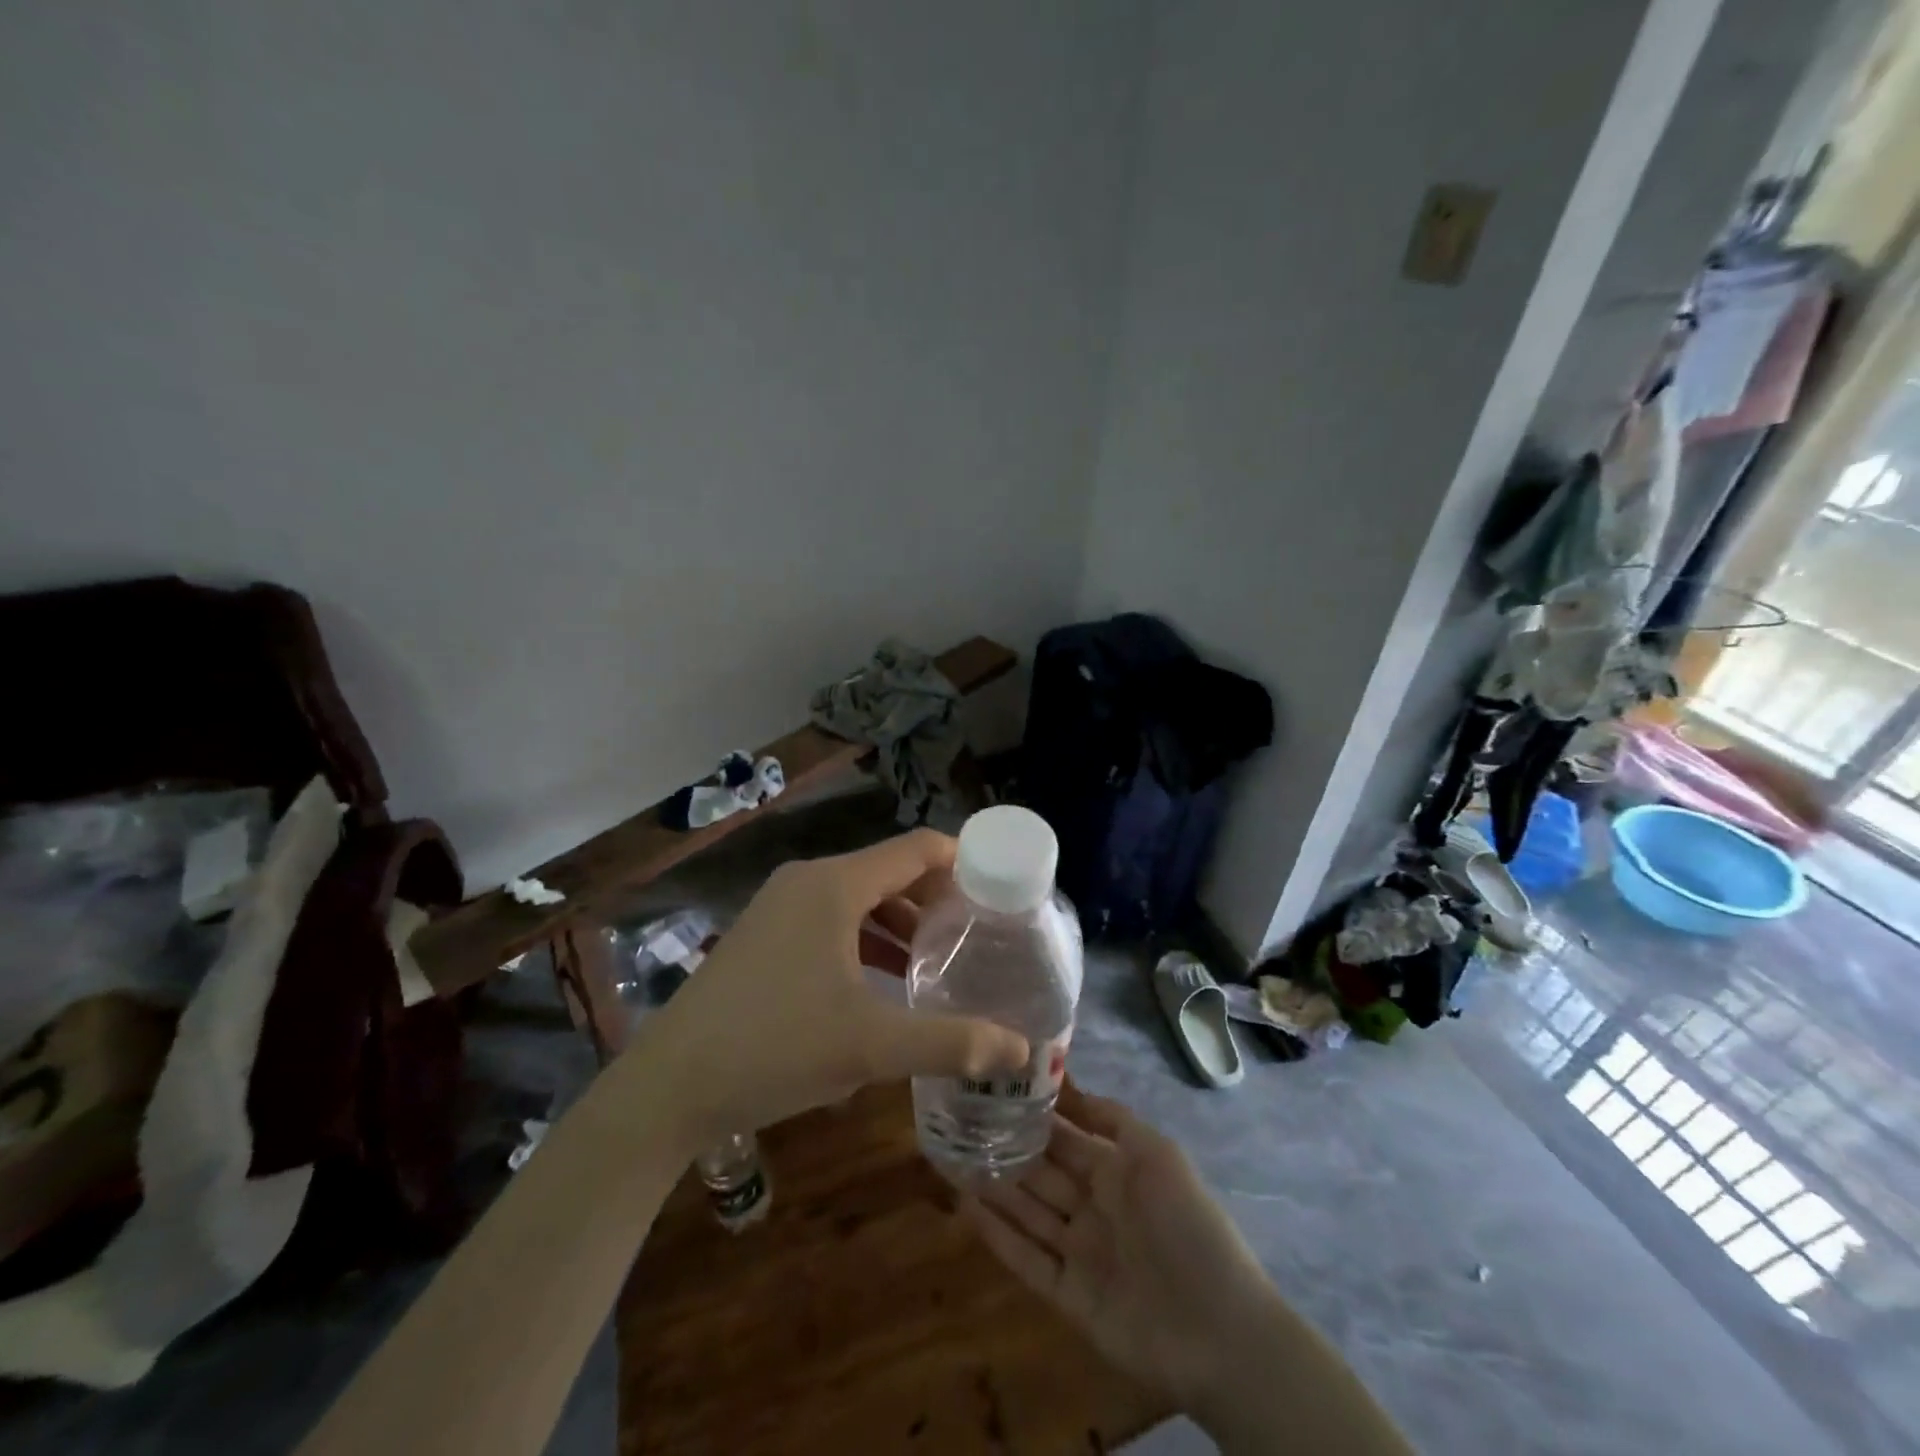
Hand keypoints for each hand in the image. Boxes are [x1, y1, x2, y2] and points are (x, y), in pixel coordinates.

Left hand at [636, 829, 1029, 1145]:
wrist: (668, 1087)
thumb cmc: (775, 1048)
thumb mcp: (871, 1045)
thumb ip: (952, 1042)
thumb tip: (1022, 1050)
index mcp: (834, 885)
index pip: (916, 848)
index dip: (963, 861)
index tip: (1002, 889)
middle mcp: (807, 881)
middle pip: (890, 871)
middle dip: (937, 898)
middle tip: (980, 932)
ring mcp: (779, 907)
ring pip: (859, 899)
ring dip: (901, 922)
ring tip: (941, 959)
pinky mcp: (764, 935)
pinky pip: (831, 921)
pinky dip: (866, 939)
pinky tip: (886, 981)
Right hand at [963, 1090, 1280, 1411]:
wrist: (1218, 1330)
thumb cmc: (1187, 1225)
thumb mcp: (1156, 1153)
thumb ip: (1111, 1118)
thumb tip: (1067, 1086)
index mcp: (1116, 1171)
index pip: (1065, 1137)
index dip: (1032, 1116)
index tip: (993, 1090)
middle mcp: (1093, 1206)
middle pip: (1041, 1173)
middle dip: (1005, 1148)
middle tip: (959, 1122)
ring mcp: (1079, 1252)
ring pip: (1027, 1212)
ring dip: (993, 1187)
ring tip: (951, 1158)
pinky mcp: (1068, 1295)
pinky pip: (1026, 1259)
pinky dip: (998, 1234)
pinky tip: (965, 1209)